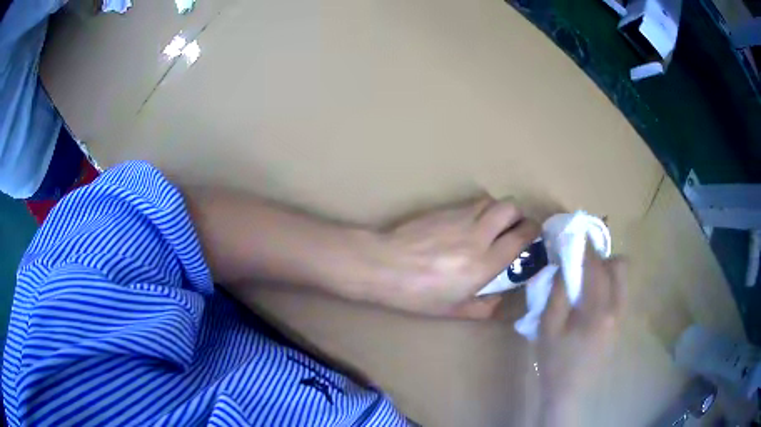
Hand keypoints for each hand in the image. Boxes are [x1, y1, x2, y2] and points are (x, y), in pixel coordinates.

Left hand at [369, 197, 539, 318]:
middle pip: (510, 209)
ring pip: (492, 201)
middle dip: (519, 216)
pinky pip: (472, 203)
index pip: (520, 238)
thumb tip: (500, 299)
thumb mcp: (451, 309)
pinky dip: (480, 209)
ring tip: (494, 225)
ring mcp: (460, 218)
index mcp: (484, 264)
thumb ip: (482, 307)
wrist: (383, 265)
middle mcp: (478, 235)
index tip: (532, 238)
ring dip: (500, 210)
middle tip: (514, 228)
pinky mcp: (445, 209)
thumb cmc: (416, 294)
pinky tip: (470, 224)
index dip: (532, 233)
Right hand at [537, 248, 626, 424]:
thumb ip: (557, 294)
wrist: (569, 391)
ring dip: (607, 271)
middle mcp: (616, 308)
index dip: (587, 248)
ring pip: (623, 280)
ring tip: (587, 279)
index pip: (597, 267)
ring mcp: (620, 317)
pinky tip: (591, 299)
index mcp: (598, 309)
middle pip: (620, 267)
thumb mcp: (548, 327)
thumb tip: (563, 267)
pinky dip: (609, 286)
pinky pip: (620, 293)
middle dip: (603, 257)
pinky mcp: (619, 325)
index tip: (579, 234)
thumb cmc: (555, 361)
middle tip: (583, 262)